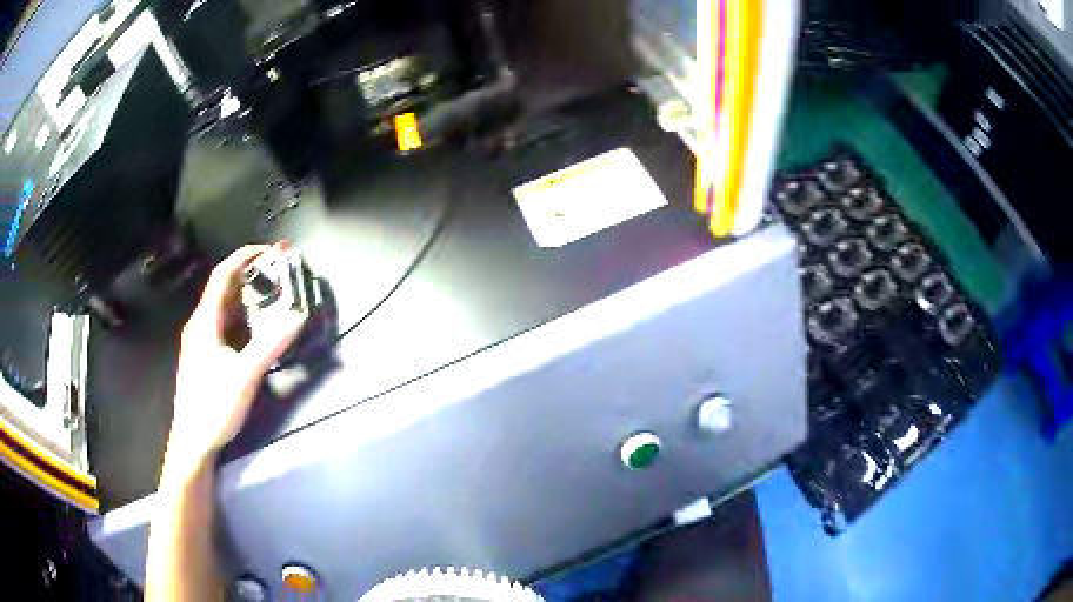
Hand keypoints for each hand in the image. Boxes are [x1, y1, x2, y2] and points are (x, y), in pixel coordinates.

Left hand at [162, 244, 305, 483]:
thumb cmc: (214, 405)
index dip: (244, 257)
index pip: (222, 275)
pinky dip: (241, 318)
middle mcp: (199, 325)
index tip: (269, 252)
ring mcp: (200, 342)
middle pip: (223, 289)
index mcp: (204, 321)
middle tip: (277, 274)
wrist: (193, 440)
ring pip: (223, 309)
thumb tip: (297, 317)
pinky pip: (223, 326)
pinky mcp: (204, 357)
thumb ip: (270, 345)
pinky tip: (255, 328)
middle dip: (249, 276)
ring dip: (245, 297)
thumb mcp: (244, 376)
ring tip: (271, 295)